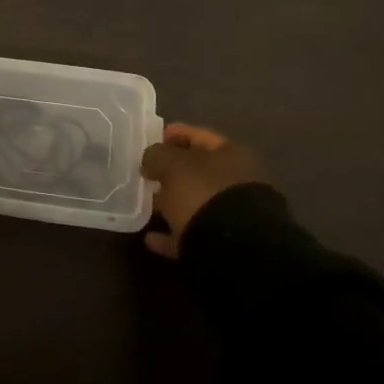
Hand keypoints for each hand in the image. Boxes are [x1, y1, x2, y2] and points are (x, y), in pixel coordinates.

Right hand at [140, 123, 269, 258]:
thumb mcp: (172, 165)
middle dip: (172, 172)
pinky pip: (192, 235)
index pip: (199, 136)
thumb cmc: (204, 193)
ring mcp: (233, 215)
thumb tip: (150, 160)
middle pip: (199, 172)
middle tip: (147, 174)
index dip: (175, 133)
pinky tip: (151, 238)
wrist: (235, 249)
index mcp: (231, 154)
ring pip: (196, 204)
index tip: (152, 138)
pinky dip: (172, 236)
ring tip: (146, 206)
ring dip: (172, 204)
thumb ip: (157, 155)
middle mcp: (237, 182)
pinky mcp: (225, 245)